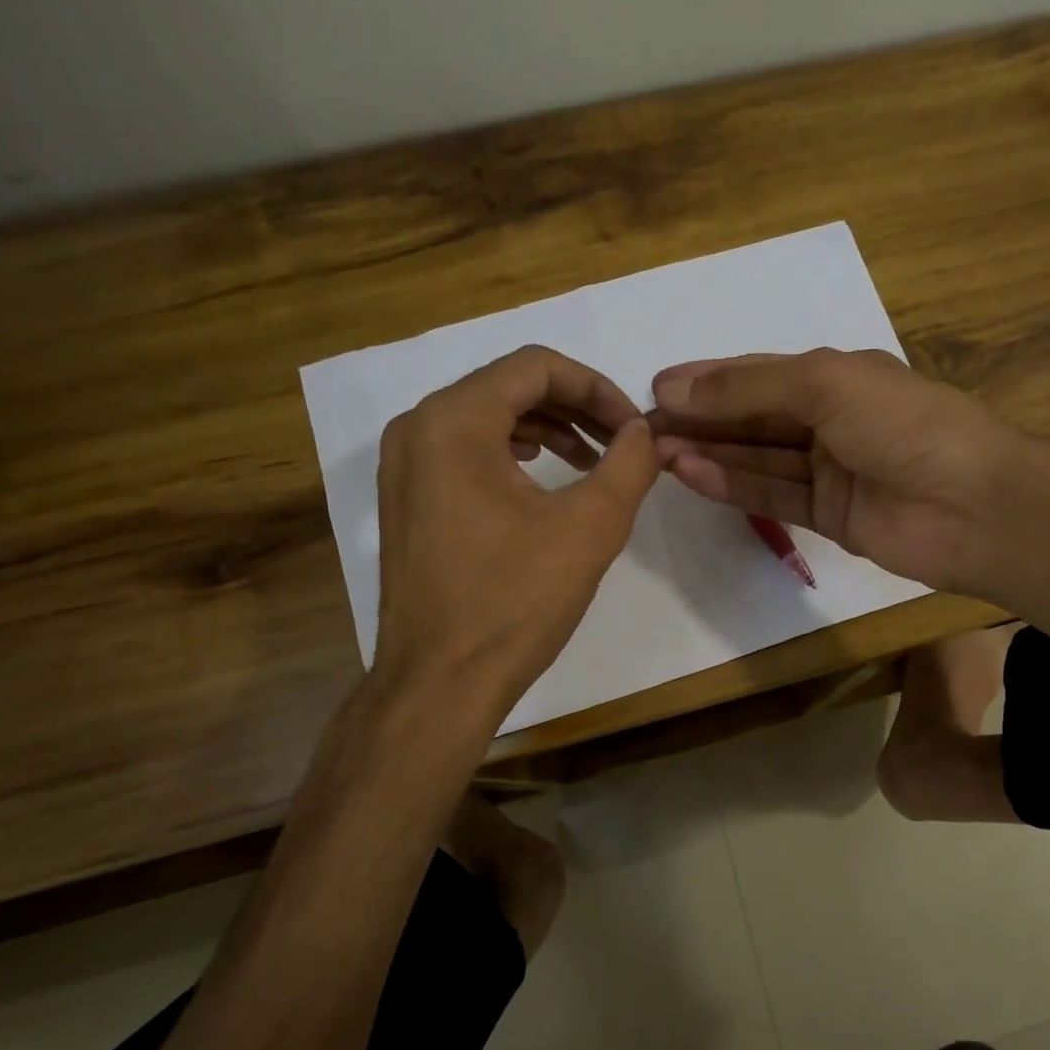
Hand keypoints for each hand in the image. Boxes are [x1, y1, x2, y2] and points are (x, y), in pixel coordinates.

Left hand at [371, 345, 658, 718]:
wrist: (440, 682)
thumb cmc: (513, 602)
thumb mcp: (589, 528)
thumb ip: (628, 465)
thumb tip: (645, 432)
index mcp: (453, 421)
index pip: (536, 367)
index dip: (597, 387)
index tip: (634, 428)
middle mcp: (417, 428)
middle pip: (509, 386)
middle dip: (575, 406)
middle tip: (621, 442)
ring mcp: (404, 465)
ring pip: (487, 416)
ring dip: (547, 428)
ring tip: (591, 460)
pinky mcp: (407, 499)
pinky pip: (465, 450)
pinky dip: (513, 452)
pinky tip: (542, 478)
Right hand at [649, 349, 1036, 597]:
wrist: (974, 507)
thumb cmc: (904, 425)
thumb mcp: (824, 386)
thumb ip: (748, 390)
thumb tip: (671, 387)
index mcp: (837, 376)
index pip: (757, 375)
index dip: (707, 380)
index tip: (654, 389)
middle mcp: (830, 419)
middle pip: (752, 418)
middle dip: (700, 420)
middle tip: (644, 428)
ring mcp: (830, 470)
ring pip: (757, 458)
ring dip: (709, 453)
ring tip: (658, 452)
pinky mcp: (830, 516)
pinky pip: (773, 495)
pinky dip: (734, 485)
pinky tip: (692, 475)